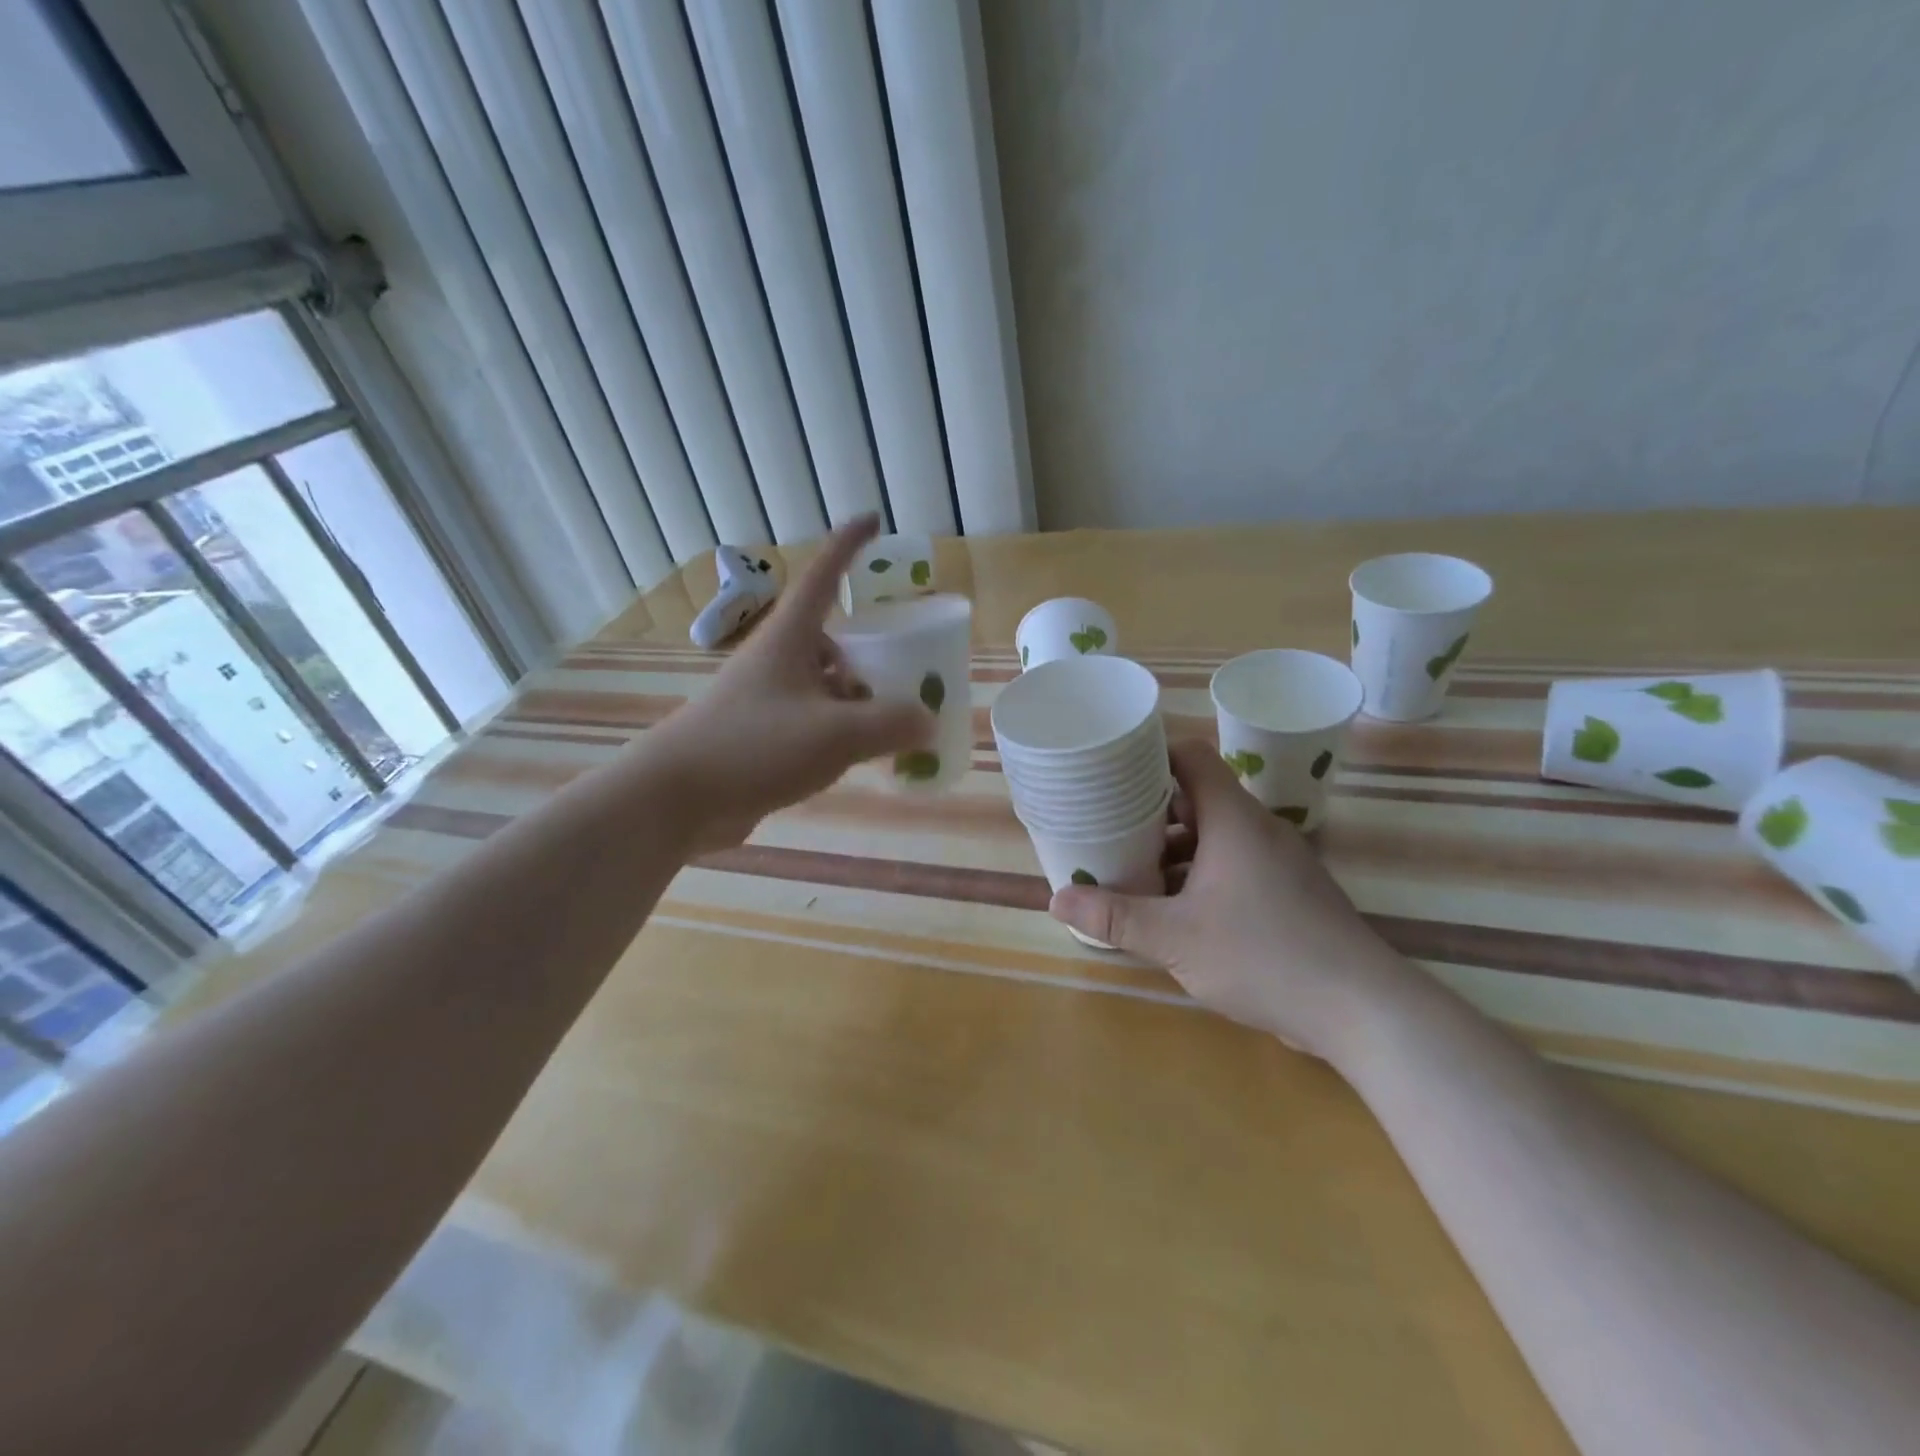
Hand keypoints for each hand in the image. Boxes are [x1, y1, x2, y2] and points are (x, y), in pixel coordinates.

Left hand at [644, 516, 934, 853]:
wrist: (676, 798)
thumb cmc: (753, 747)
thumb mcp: (835, 734)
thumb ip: (891, 724)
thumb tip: (927, 722)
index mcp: (789, 638)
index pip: (823, 576)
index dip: (849, 545)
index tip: (873, 519)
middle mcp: (777, 660)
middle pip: (832, 639)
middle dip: (869, 651)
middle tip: (908, 668)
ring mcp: (767, 698)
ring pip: (824, 684)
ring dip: (857, 698)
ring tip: (892, 723)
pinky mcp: (761, 735)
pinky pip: (813, 721)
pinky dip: (840, 730)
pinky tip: (860, 756)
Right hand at [1048, 741, 1415, 1061]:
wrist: (1362, 1010)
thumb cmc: (1264, 956)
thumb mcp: (1175, 938)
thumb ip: (1115, 916)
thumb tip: (1056, 897)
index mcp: (1233, 820)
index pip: (1191, 757)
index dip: (1150, 754)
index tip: (1111, 769)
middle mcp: (1257, 830)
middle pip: (1197, 797)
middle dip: (1149, 810)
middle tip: (1106, 825)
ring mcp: (1278, 862)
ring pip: (1214, 836)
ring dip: (1173, 848)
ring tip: (1130, 869)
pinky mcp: (1288, 893)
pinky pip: (1233, 866)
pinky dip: (1199, 875)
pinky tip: (1174, 909)